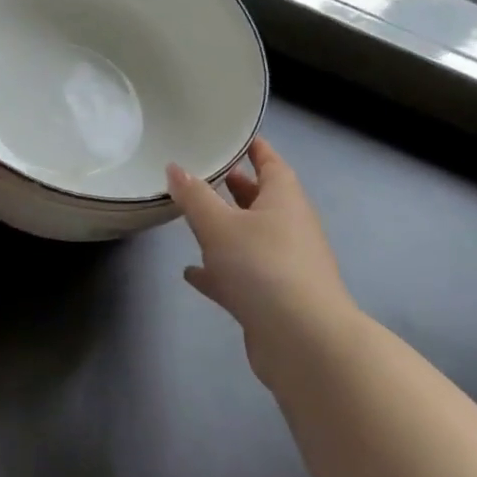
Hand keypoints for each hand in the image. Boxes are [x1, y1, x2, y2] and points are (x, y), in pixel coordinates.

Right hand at [167, 139, 352, 381]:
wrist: (301, 339)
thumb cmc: (262, 266)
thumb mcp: (220, 225)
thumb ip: (195, 197)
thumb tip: (175, 167)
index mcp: (284, 200)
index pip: (271, 164)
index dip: (255, 149)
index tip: (236, 138)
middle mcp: (288, 228)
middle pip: (261, 201)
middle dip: (235, 188)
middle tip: (204, 176)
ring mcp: (282, 266)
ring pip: (250, 239)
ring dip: (225, 231)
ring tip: (192, 221)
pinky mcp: (271, 299)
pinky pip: (240, 276)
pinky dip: (219, 272)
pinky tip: (192, 273)